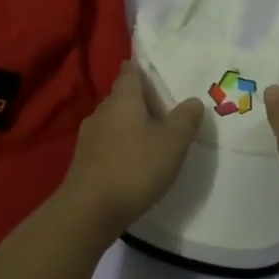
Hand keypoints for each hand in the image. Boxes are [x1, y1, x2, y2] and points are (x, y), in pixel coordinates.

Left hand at [58, 62, 202, 235]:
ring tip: (152, 135)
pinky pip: (107, 143)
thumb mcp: (172, 143)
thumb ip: (185, 119)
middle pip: (122, 97)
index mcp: (122, 99)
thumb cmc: (135, 167)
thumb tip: (193, 101)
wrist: (90, 210)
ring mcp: (89, 137)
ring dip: (130, 124)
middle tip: (164, 107)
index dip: (141, 68)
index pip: (130, 72)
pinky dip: (121, 145)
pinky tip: (134, 160)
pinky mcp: (84, 161)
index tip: (153, 69)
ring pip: (113, 121)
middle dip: (140, 100)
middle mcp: (102, 111)